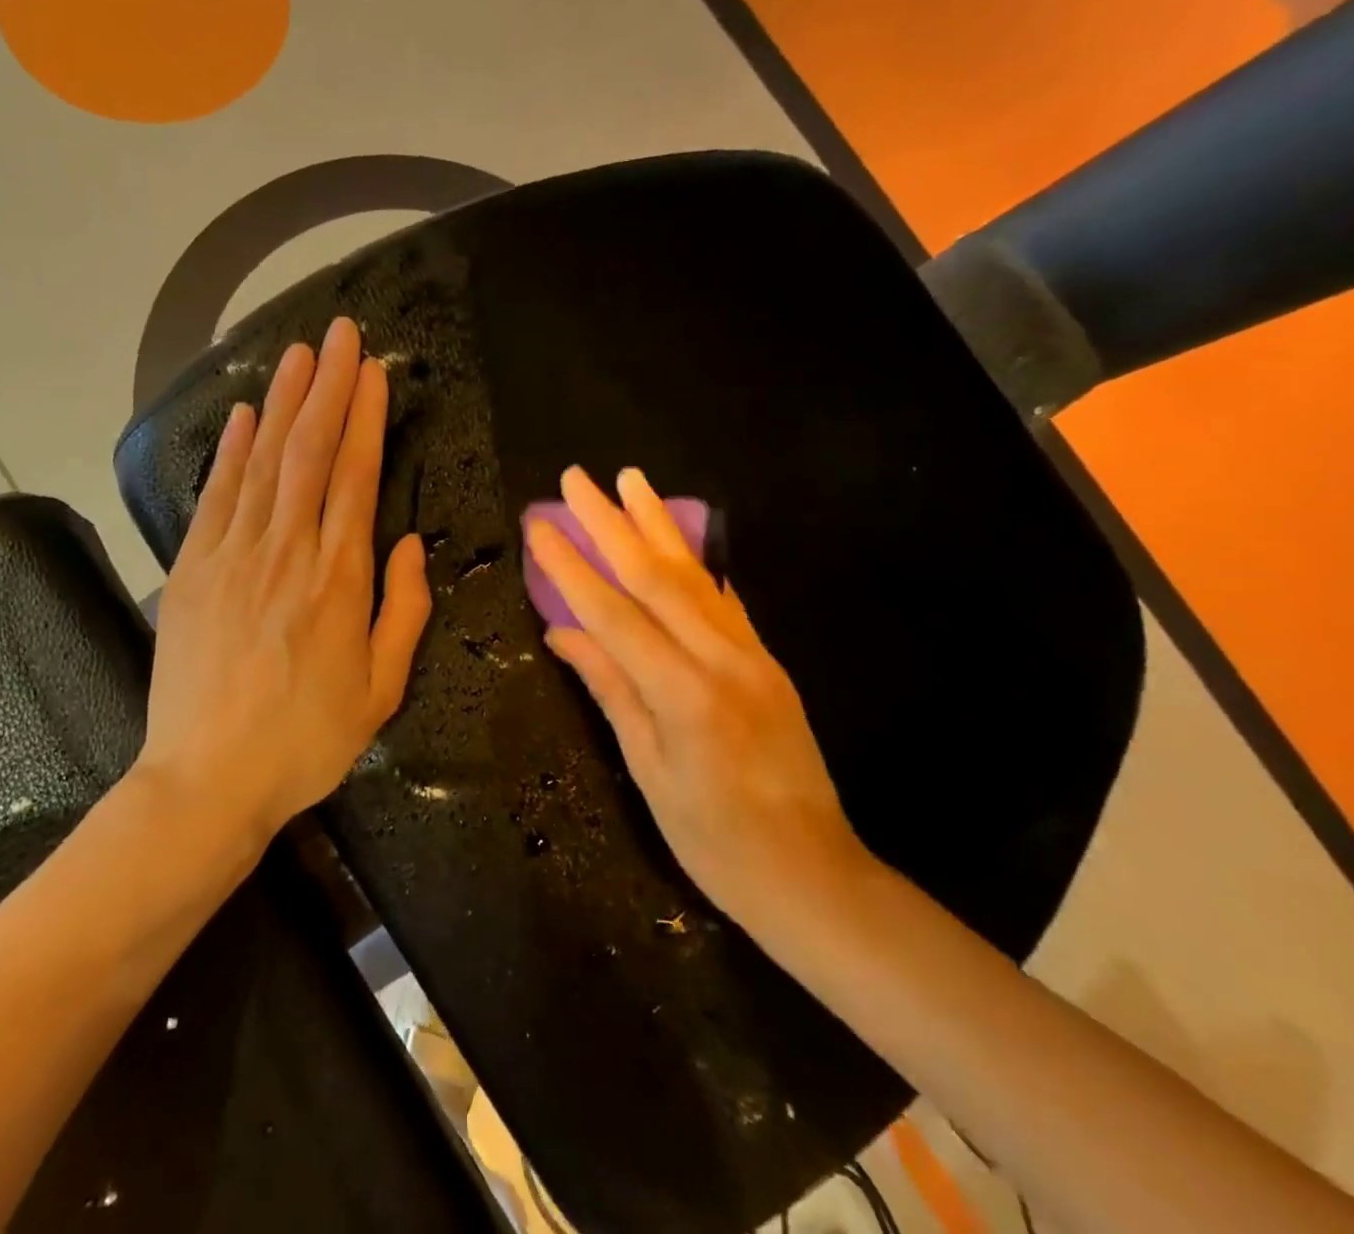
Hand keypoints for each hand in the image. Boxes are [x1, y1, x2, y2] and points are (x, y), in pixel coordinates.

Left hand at [138, 317, 431, 846]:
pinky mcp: (193, 570)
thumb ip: (403, 610)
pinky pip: (218, 496)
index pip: (356, 475)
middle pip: (310, 452)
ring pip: (265, 461)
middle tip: (341, 333)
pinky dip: (232, 450)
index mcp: (340, 578)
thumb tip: (410, 542)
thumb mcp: (381, 689)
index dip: (365, 417)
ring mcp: (234, 555)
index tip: (374, 371)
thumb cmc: (306, 741)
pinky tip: (246, 415)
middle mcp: (288, 551)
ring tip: (300, 353)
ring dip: (284, 401)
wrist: (207, 779)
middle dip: (329, 387)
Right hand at [525, 466, 871, 933]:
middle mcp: (721, 660)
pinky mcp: (769, 661)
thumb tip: (561, 632)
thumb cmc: (714, 840)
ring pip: (695, 575)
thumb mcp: (648, 770)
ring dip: (656, 523)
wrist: (814, 875)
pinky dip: (696, 563)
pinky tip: (678, 538)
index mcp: (682, 694)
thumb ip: (609, 689)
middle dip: (610, 522)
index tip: (539, 525)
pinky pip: (725, 600)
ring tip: (630, 480)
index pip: (612, 613)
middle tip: (577, 478)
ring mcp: (751, 656)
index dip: (570, 566)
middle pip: (655, 576)